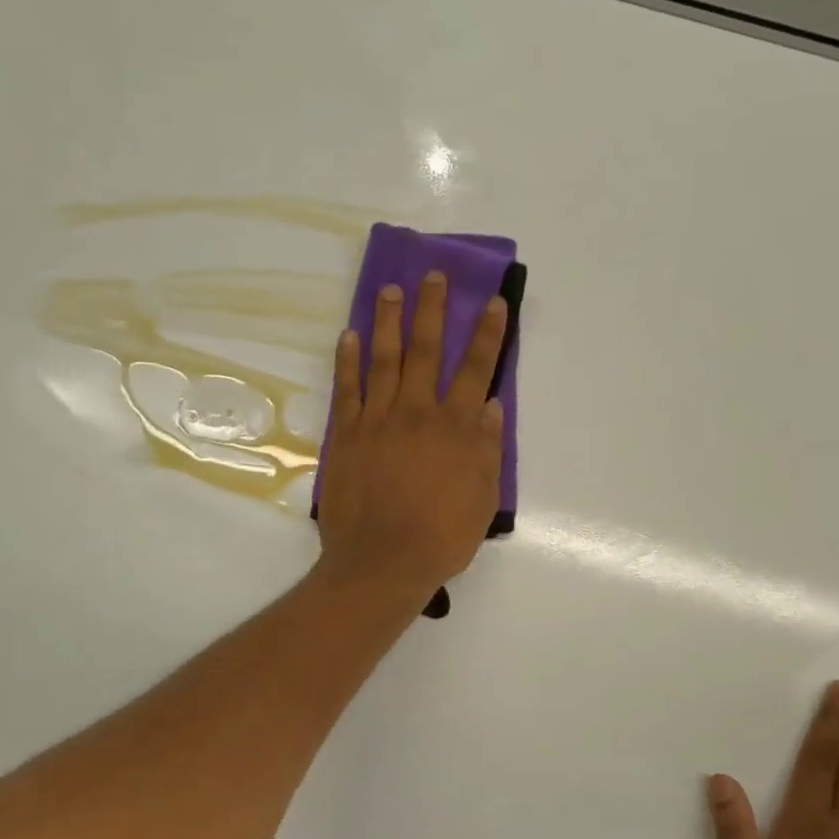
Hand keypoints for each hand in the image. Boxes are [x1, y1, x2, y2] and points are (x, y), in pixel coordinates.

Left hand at [315, 271, 507, 603]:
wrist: (381, 563)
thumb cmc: (440, 538)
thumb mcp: (482, 500)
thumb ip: (486, 450)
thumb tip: (490, 406)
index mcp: (456, 429)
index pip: (476, 369)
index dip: (487, 334)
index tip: (492, 302)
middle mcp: (418, 413)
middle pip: (426, 350)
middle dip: (432, 309)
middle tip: (432, 275)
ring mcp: (378, 420)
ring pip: (384, 359)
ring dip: (387, 321)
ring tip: (389, 290)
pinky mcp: (346, 435)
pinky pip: (347, 389)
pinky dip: (347, 361)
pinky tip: (348, 337)